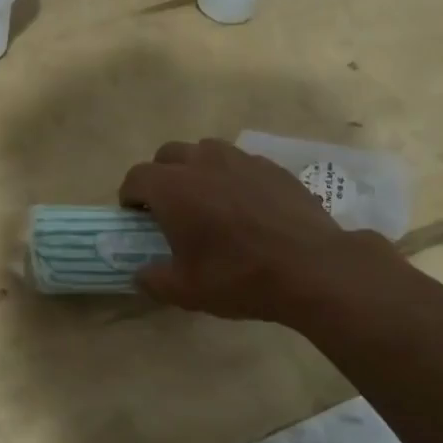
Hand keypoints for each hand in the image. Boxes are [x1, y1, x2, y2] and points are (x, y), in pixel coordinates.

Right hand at [119, 138, 367, 321]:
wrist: (312, 267)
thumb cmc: (239, 277)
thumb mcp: (186, 291)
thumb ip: (153, 280)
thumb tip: (141, 274)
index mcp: (173, 188)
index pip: (136, 177)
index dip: (130, 197)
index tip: (136, 218)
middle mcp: (202, 162)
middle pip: (167, 155)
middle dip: (160, 177)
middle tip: (170, 209)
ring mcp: (240, 159)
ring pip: (205, 151)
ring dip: (196, 170)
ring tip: (208, 202)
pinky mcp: (271, 166)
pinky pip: (239, 162)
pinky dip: (231, 177)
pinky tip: (245, 207)